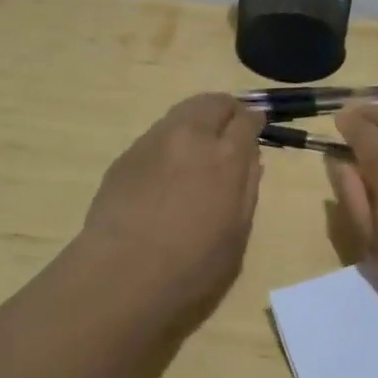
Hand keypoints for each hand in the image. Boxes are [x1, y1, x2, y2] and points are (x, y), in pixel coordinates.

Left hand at [80, 93, 262, 327]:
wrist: (121, 275)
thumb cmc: (192, 266)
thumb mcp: (237, 233)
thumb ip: (247, 188)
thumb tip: (250, 157)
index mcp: (225, 156)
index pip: (245, 119)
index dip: (254, 121)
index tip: (256, 126)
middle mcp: (190, 137)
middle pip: (213, 103)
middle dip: (227, 110)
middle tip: (231, 128)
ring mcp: (153, 142)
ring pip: (183, 113)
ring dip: (198, 121)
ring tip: (199, 146)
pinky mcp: (126, 155)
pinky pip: (157, 135)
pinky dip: (172, 141)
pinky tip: (168, 169)